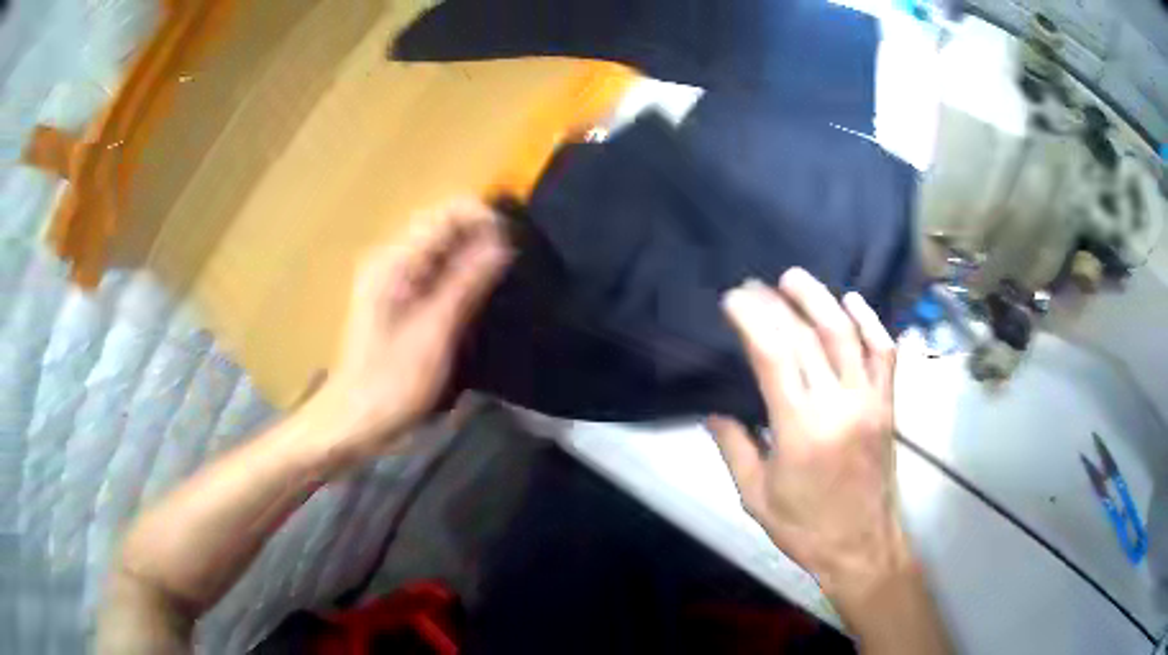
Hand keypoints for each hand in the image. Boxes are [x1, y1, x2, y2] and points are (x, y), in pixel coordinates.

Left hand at [306, 198, 511, 464]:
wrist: (352, 420)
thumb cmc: (391, 383)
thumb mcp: (434, 333)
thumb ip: (466, 283)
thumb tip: (501, 241)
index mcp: (395, 261)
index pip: (447, 212)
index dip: (484, 220)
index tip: (512, 249)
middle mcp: (391, 258)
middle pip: (444, 225)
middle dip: (481, 237)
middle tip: (510, 271)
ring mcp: (392, 277)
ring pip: (442, 247)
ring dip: (472, 257)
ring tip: (499, 284)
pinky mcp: (397, 296)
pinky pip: (435, 270)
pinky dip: (458, 275)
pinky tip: (475, 298)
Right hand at [709, 268, 907, 612]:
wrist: (862, 547)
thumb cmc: (805, 528)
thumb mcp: (755, 497)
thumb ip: (734, 447)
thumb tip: (713, 409)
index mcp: (801, 430)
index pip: (774, 357)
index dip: (752, 319)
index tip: (733, 299)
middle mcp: (839, 406)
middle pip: (808, 337)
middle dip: (777, 304)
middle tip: (754, 286)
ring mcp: (869, 401)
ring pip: (847, 335)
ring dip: (820, 299)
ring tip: (794, 278)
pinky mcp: (887, 405)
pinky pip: (884, 353)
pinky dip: (870, 322)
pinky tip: (853, 301)